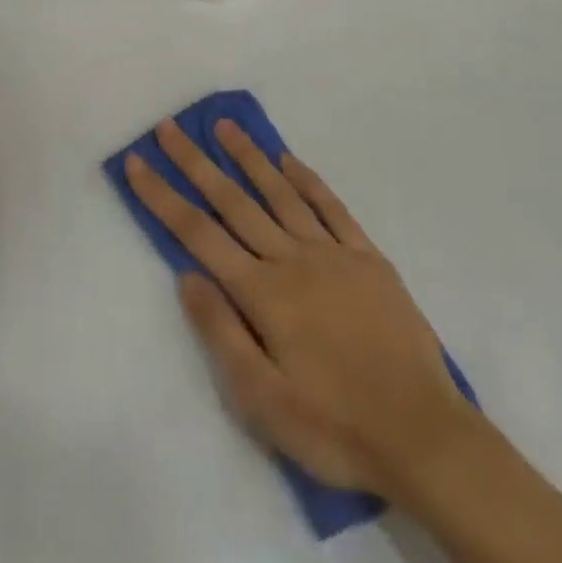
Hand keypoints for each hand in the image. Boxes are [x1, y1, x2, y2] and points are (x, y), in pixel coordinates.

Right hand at [125, 119, 476, 502]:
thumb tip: (187, 276)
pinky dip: (307, 179)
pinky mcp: (367, 258)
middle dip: (196, 162)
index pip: (199, 234)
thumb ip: (222, 333)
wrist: (423, 436)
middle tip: (170, 126)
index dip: (163, 196)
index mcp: (263, 293)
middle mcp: (292, 259)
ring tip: (224, 126)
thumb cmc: (334, 427)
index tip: (138, 163)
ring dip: (249, 156)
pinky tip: (288, 160)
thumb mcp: (263, 402)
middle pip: (233, 202)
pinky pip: (331, 207)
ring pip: (280, 193)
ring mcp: (333, 253)